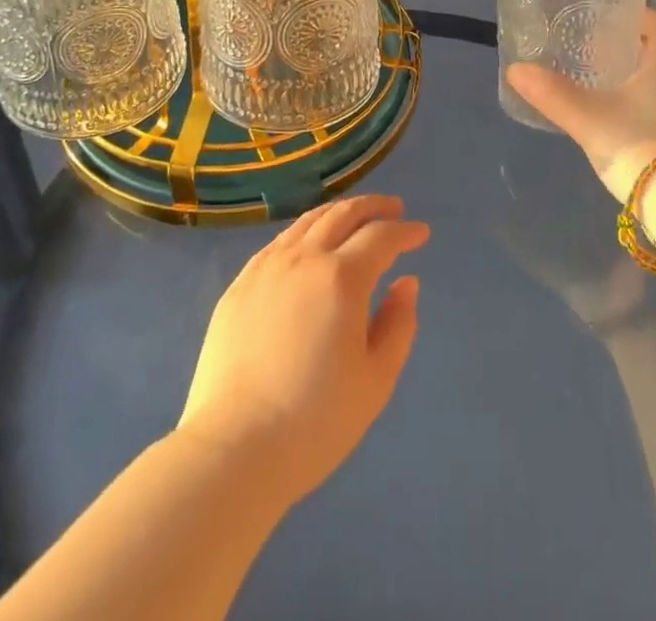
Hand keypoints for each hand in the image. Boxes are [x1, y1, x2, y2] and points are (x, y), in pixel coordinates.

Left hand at [177, 194, 428, 506]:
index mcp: (342, 277)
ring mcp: (267, 267)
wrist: (234, 449)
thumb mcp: (376, 380)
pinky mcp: (240, 284)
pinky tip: (309, 245)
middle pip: (343, 214)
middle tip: (394, 209)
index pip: (381, 237)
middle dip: (374, 207)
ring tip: (355, 217)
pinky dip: (305, 231)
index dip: (405, 231)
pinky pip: (279, 242)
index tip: (421, 233)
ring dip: (338, 213)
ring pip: (308, 221)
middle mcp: (304, 258)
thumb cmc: (315, 421)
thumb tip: (406, 283)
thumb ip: (398, 324)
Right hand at [505, 9, 655, 202]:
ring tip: (599, 85)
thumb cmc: (642, 146)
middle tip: (597, 49)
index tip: (618, 16)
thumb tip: (515, 69)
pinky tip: (613, 125)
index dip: (646, 16)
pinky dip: (638, 113)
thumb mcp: (588, 118)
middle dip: (632, 50)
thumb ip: (552, 94)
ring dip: (634, 83)